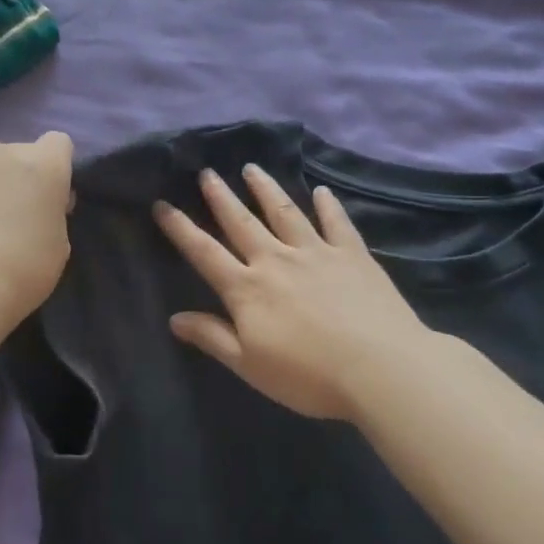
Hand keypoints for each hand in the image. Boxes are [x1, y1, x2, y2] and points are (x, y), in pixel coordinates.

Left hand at [0, 132, 74, 324]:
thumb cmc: (22, 271)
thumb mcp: (58, 246)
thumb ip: (52, 213)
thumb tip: (40, 204)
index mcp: (45, 165)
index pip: (58, 144)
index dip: (54, 168)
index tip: (47, 197)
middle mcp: (7, 149)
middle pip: (16, 153)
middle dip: (15, 176)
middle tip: (7, 214)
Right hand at [154, 164, 436, 420]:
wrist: (381, 368)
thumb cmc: (308, 375)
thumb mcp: (249, 365)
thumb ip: (212, 337)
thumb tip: (175, 318)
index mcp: (247, 289)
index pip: (204, 253)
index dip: (181, 229)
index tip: (162, 205)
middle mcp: (276, 260)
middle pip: (241, 223)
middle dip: (220, 197)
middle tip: (206, 173)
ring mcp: (316, 253)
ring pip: (284, 213)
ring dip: (266, 189)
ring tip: (251, 168)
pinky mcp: (352, 255)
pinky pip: (336, 223)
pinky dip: (327, 205)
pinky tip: (321, 191)